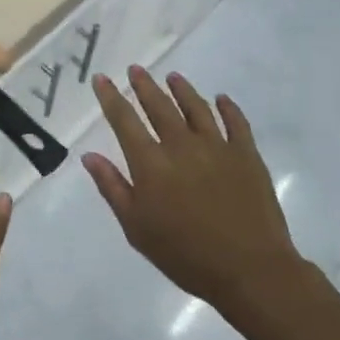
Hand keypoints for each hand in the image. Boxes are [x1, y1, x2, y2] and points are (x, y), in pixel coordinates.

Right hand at [85, 66, 311, 324]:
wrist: (250, 270)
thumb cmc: (185, 255)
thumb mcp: (137, 228)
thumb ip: (112, 188)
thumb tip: (89, 156)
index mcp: (151, 163)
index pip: (124, 121)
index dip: (111, 98)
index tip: (102, 78)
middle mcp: (181, 145)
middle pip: (159, 106)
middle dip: (144, 86)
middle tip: (136, 69)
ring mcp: (217, 147)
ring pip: (196, 108)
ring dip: (182, 90)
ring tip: (173, 77)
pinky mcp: (247, 155)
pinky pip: (236, 122)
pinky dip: (228, 108)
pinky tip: (221, 99)